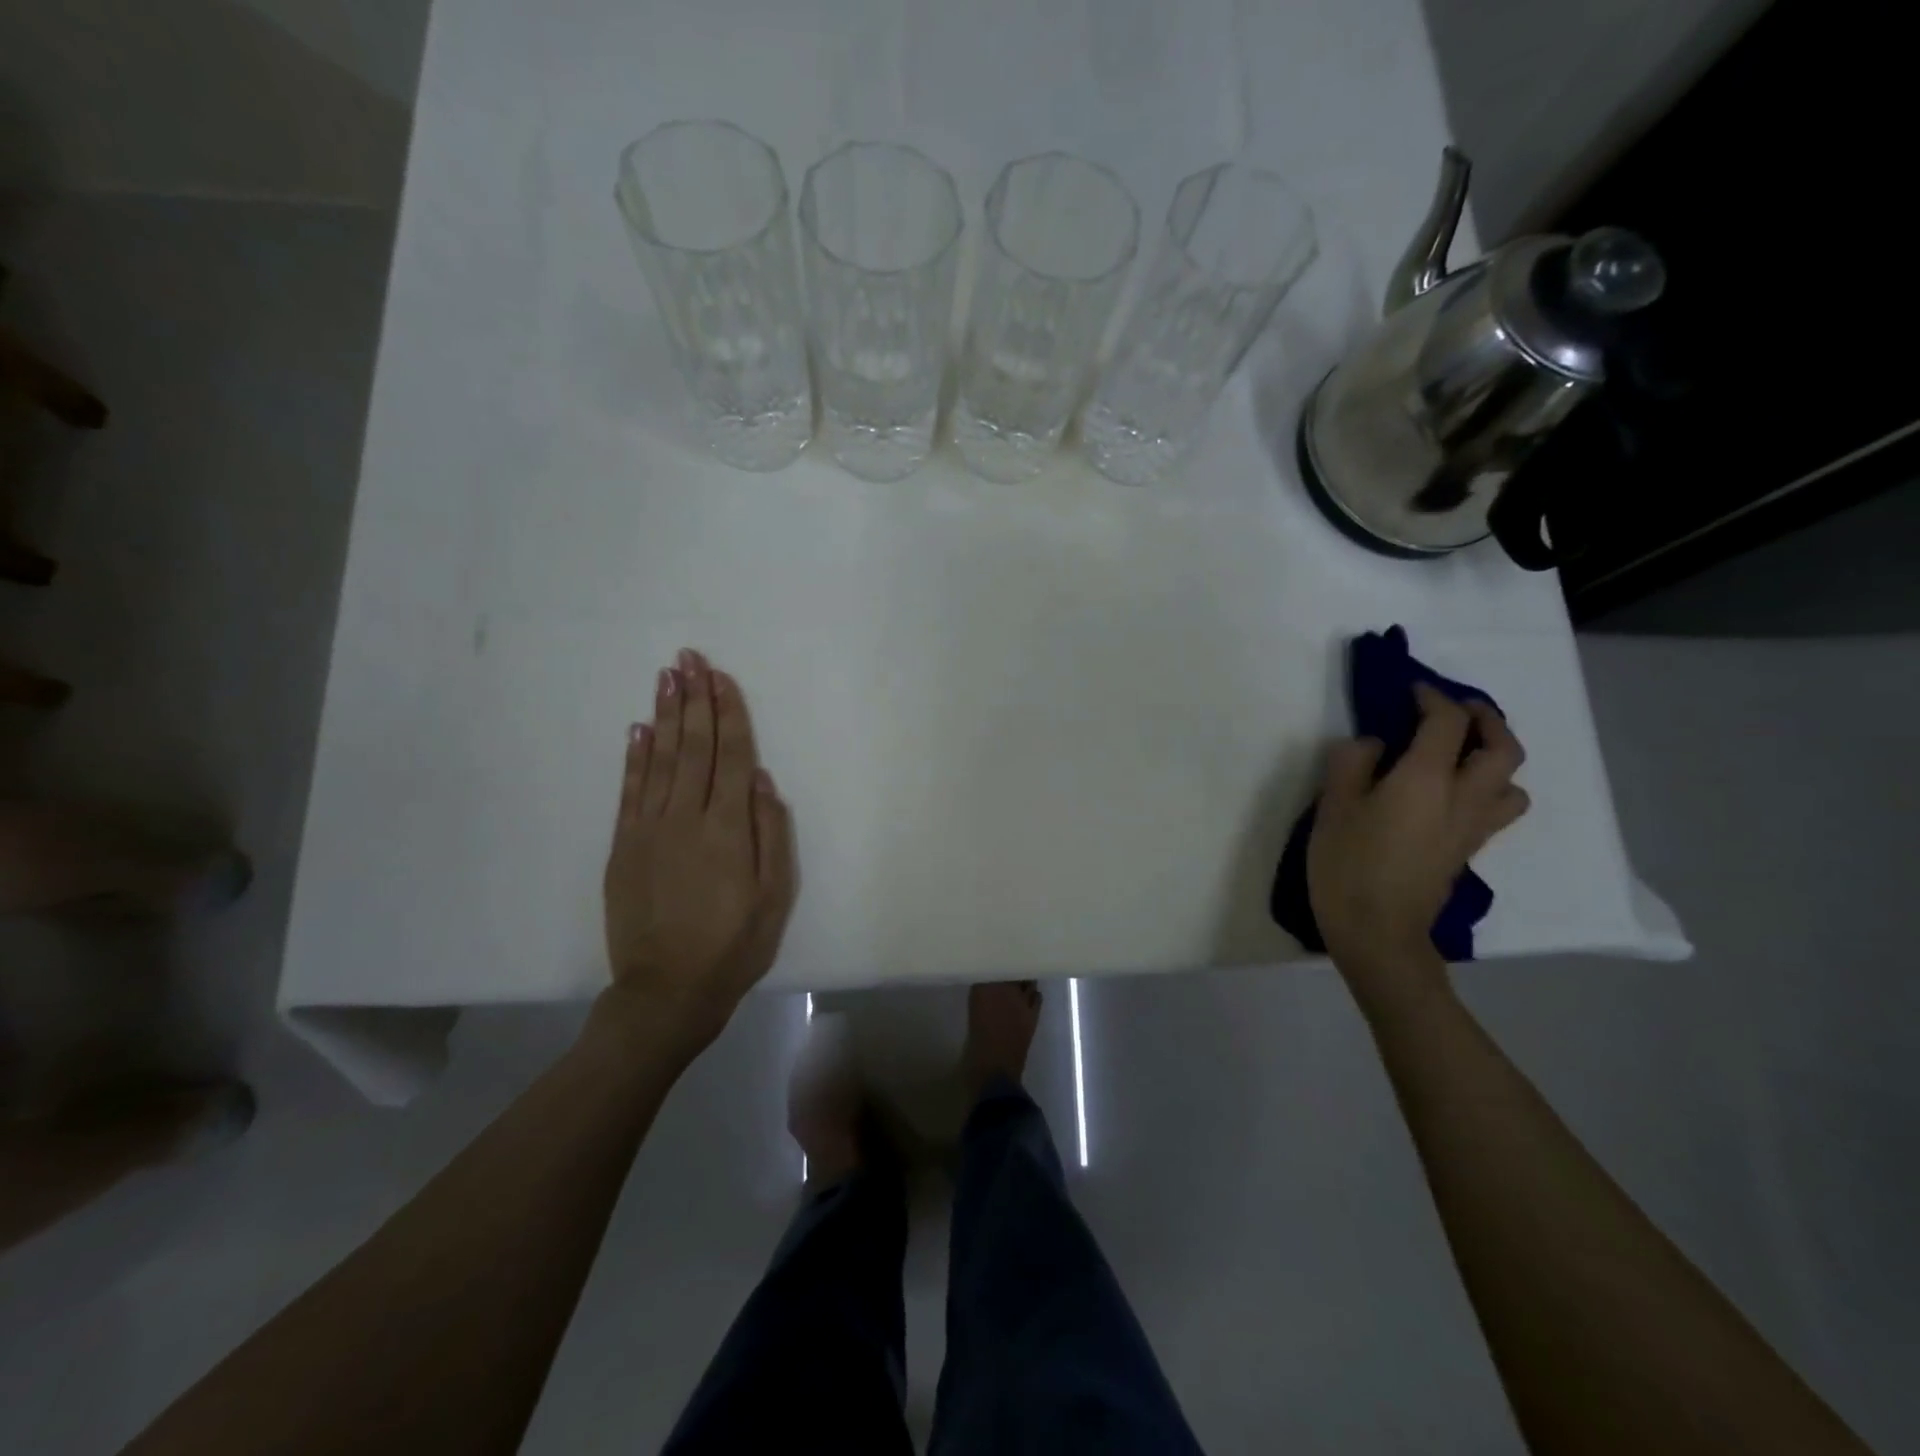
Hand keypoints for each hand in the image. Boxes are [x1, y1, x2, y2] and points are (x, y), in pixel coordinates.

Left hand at [599, 650, 797, 1060]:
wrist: (667, 991)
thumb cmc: (733, 945)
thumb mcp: (775, 897)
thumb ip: (771, 834)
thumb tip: (762, 780)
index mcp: (728, 828)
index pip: (731, 755)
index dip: (728, 713)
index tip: (722, 677)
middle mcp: (686, 817)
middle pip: (693, 746)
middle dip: (693, 699)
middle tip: (689, 658)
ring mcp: (649, 830)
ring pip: (660, 759)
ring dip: (665, 715)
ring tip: (667, 677)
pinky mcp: (624, 847)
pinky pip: (630, 791)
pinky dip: (635, 757)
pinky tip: (638, 730)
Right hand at [1308, 684, 1528, 982]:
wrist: (1378, 932)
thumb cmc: (1348, 865)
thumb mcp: (1332, 807)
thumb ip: (1352, 764)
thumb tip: (1375, 745)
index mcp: (1427, 779)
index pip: (1448, 722)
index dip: (1433, 698)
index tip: (1411, 690)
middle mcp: (1463, 797)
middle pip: (1503, 748)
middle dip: (1486, 720)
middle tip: (1458, 710)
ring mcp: (1472, 828)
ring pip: (1512, 782)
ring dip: (1497, 757)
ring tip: (1465, 753)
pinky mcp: (1468, 851)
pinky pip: (1497, 808)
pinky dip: (1488, 788)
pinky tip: (1454, 793)